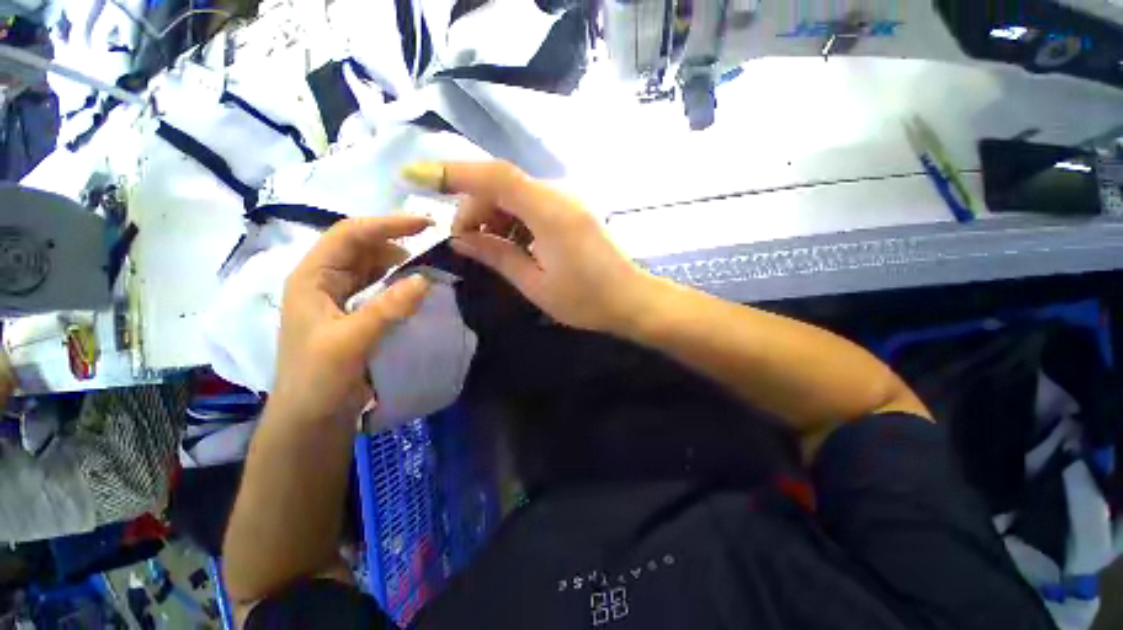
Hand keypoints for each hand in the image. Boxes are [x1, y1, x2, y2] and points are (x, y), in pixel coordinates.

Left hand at [274, 216, 431, 423]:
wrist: (311, 417)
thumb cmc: (318, 378)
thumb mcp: (350, 341)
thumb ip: (387, 308)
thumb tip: (425, 279)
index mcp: (312, 277)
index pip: (349, 235)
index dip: (387, 224)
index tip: (425, 224)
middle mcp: (324, 280)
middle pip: (362, 247)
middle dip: (396, 242)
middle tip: (433, 248)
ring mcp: (339, 297)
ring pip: (372, 267)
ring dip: (399, 264)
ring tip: (429, 268)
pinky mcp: (354, 313)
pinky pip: (379, 288)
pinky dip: (399, 284)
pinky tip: (416, 290)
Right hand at [402, 160, 655, 333]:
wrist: (630, 300)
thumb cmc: (586, 300)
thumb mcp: (535, 285)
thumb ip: (498, 256)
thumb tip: (461, 239)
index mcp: (549, 213)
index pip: (495, 177)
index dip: (453, 172)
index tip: (415, 176)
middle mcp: (558, 197)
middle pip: (501, 185)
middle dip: (474, 209)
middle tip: (465, 244)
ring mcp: (566, 203)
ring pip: (515, 195)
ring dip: (493, 217)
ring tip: (488, 250)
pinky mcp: (570, 213)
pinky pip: (531, 206)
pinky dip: (512, 221)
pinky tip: (511, 246)